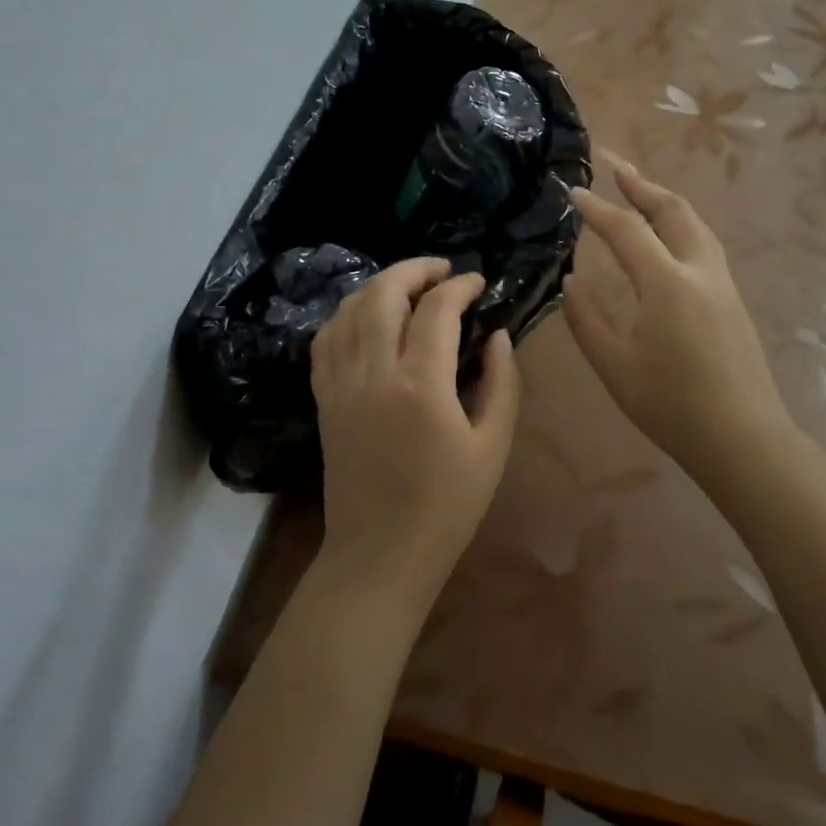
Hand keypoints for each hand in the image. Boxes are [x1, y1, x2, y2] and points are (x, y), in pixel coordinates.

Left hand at [310, 258, 520, 609]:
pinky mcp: (324, 399)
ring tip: (408, 287)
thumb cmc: (447, 506)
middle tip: (442, 271)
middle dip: (414, 270)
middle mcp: (374, 373)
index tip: (478, 282)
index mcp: (421, 385)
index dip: (460, 286)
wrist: (380, 555)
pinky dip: (346, 315)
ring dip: (379, 286)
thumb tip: (497, 334)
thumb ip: (501, 382)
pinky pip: (325, 340)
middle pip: (383, 294)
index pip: (437, 309)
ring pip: (349, 309)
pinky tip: (367, 317)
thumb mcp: (492, 446)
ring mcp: (341, 385)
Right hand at [565, 156, 793, 487]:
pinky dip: (679, 223)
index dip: (597, 209)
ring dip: (664, 199)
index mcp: (667, 283)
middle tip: (613, 162)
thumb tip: (571, 281)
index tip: (573, 192)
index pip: (626, 230)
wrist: (742, 438)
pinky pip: (704, 243)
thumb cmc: (671, 405)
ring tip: (639, 188)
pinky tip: (666, 235)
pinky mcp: (732, 299)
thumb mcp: (613, 365)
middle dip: (641, 182)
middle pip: (672, 210)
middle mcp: (699, 271)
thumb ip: (585, 319)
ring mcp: (722, 283)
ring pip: (695, 223)